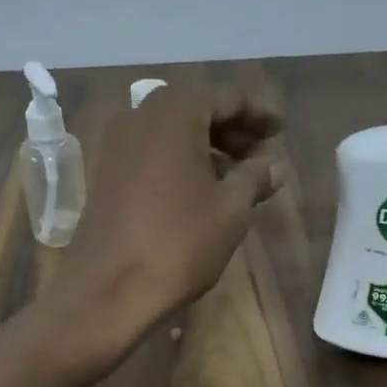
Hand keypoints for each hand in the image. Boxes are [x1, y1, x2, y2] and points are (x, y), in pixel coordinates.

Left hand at [58, 85, 283, 339]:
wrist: (109, 290)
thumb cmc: (179, 243)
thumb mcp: (231, 208)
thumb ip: (255, 176)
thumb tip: (274, 164)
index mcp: (173, 115)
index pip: (224, 97)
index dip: (257, 111)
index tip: (280, 129)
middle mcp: (138, 119)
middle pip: (194, 109)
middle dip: (231, 127)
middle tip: (261, 152)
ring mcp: (116, 147)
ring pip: (170, 132)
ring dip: (206, 145)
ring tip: (238, 175)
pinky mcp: (105, 175)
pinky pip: (150, 152)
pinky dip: (180, 160)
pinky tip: (202, 189)